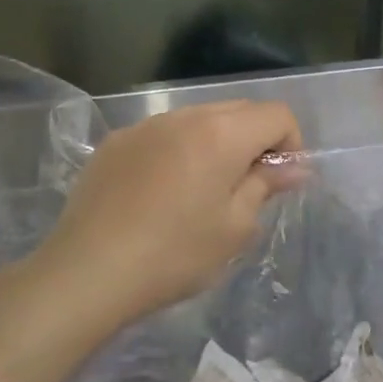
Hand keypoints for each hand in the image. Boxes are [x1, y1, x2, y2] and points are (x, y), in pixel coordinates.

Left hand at [41, 100, 304, 327]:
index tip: (281, 182)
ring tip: (203, 192)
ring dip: (216, 144)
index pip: (276, 114)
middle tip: (249, 188)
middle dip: (255, 140)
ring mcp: (145, 126)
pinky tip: (162, 194)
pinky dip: (178, 151)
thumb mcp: (234, 228)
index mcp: (221, 134)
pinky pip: (163, 135)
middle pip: (239, 110)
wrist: (89, 271)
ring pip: (198, 120)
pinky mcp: (115, 143)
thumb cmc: (175, 254)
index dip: (290, 144)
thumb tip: (293, 167)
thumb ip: (266, 186)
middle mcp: (184, 116)